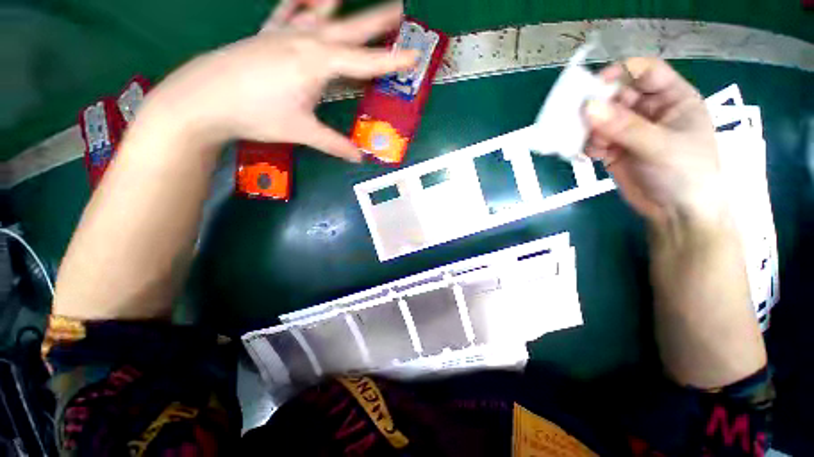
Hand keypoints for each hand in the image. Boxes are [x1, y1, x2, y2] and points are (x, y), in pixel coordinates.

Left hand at [139, 1, 415, 160]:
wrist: (204, 98)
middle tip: (399, 8)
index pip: (365, 62)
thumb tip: (359, 158)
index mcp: (318, 63)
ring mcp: (285, 33)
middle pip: (349, 29)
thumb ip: (334, 144)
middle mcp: (306, 40)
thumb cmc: (256, 114)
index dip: (392, 61)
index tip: (414, 55)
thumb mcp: (302, 131)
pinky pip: (289, 12)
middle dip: (376, 21)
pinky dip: (301, 3)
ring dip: (341, 5)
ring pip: (321, 13)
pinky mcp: (268, 34)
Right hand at [584, 58, 724, 228]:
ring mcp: (629, 131)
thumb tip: (587, 107)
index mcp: (671, 99)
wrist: (676, 213)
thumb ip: (625, 127)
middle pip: (616, 95)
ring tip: (590, 145)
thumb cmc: (684, 174)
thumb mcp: (660, 146)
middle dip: (597, 106)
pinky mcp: (613, 149)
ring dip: (589, 129)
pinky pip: (593, 140)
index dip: (621, 73)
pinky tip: (589, 156)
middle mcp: (648, 110)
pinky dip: (586, 145)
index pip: (645, 72)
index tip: (594, 87)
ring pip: (600, 118)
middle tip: (578, 119)